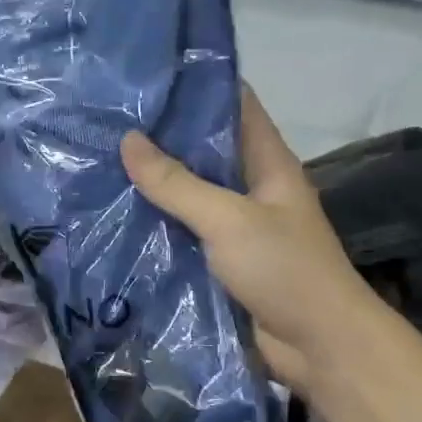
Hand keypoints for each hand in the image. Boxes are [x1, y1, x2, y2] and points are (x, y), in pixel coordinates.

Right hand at [120, 89, 381, 397]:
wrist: (319, 347)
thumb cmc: (284, 269)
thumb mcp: (228, 218)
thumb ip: (177, 183)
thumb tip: (128, 139)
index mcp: (268, 162)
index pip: (235, 105)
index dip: (198, 85)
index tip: (149, 74)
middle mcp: (253, 186)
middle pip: (206, 150)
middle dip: (163, 137)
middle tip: (108, 119)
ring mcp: (238, 225)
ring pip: (191, 193)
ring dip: (155, 183)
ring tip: (101, 160)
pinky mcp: (224, 260)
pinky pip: (186, 232)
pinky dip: (158, 224)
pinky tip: (118, 215)